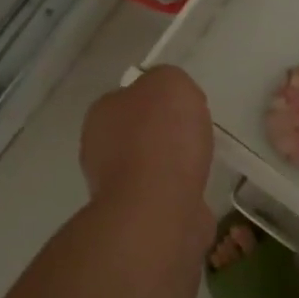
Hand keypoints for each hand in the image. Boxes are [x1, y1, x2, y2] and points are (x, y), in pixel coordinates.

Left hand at [79, 66, 213, 217]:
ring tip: (199, 164)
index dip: (160, 98)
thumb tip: (171, 97)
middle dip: (166, 133)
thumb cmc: (162, 138)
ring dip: (171, 165)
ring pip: (149, 165)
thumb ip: (168, 80)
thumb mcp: (171, 82)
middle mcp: (99, 149)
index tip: (185, 106)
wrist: (159, 209)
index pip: (130, 97)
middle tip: (194, 134)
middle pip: (139, 132)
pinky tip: (195, 189)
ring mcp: (114, 188)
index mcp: (101, 114)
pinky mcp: (135, 217)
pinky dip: (178, 191)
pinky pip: (162, 194)